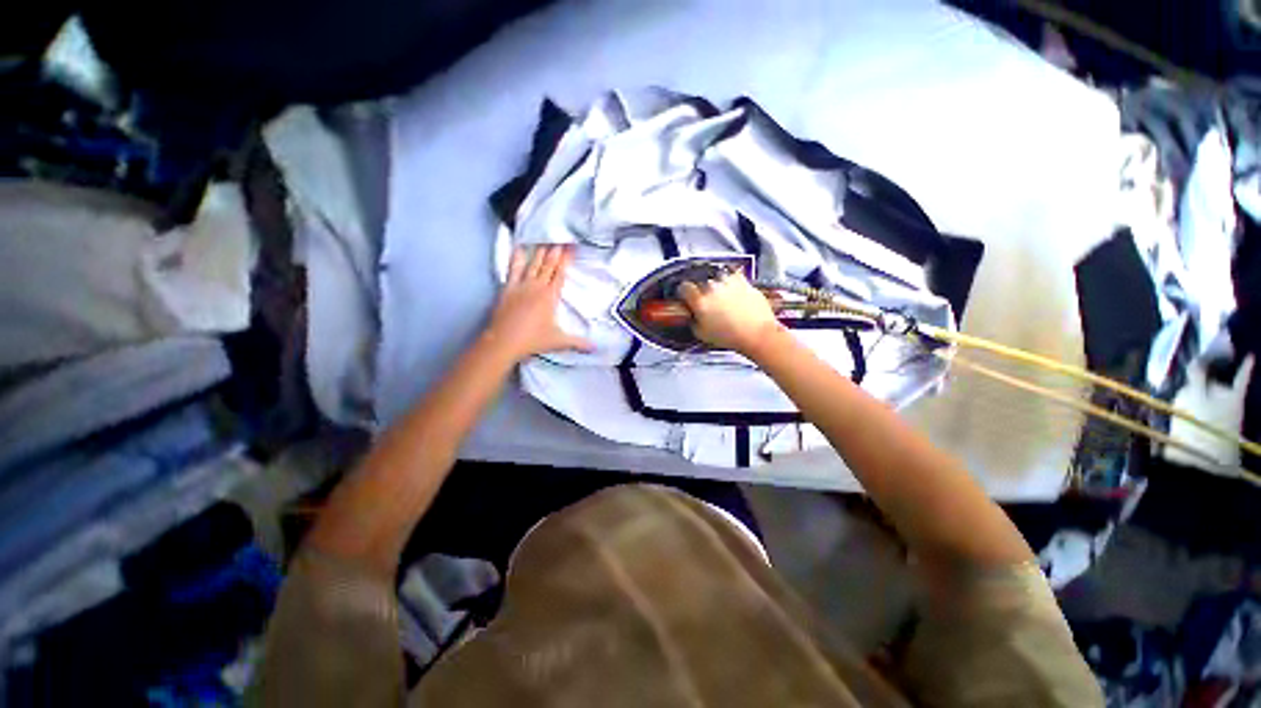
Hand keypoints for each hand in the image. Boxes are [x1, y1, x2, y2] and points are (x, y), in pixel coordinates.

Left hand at [486, 245, 592, 360]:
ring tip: (544, 240)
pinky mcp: (507, 288)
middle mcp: (537, 287)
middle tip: (560, 238)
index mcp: (550, 296)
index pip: (560, 274)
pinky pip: (513, 269)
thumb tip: (596, 348)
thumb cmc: (533, 340)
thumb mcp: (559, 342)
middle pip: (548, 266)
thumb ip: (578, 343)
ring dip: (539, 252)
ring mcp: (521, 286)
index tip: (571, 247)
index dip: (566, 260)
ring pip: (533, 265)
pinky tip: (519, 249)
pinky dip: (516, 259)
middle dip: (555, 252)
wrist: (504, 341)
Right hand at [679, 271, 782, 354]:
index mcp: (700, 301)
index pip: (684, 287)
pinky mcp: (743, 281)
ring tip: (720, 297)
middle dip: (700, 291)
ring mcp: (728, 282)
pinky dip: (730, 282)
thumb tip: (692, 316)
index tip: (686, 298)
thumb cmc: (731, 336)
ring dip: (715, 285)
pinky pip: (732, 277)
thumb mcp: (702, 334)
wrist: (757, 333)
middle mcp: (712, 288)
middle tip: (706, 302)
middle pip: (700, 282)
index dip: (683, 293)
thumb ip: (693, 321)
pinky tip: (733, 292)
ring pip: (715, 278)